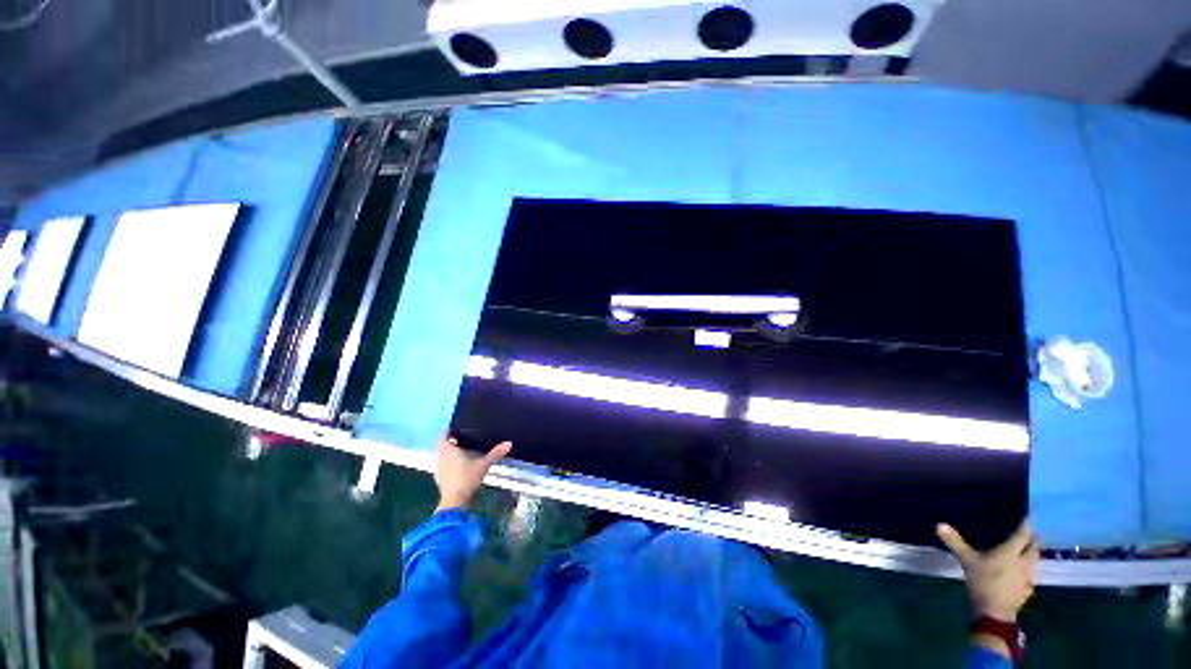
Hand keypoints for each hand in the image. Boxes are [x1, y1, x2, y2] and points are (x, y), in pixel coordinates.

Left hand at [434, 433, 510, 511]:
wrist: (454, 501)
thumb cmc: (466, 477)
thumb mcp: (483, 464)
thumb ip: (495, 453)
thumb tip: (509, 443)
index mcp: (448, 449)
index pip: (444, 435)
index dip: (449, 430)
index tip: (457, 426)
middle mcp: (441, 457)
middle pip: (444, 445)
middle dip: (452, 440)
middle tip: (465, 436)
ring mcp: (439, 469)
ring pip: (443, 455)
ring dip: (451, 452)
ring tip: (464, 449)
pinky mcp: (440, 478)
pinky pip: (444, 465)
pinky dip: (451, 462)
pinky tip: (460, 465)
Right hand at [937, 519, 1038, 622]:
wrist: (995, 612)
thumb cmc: (984, 581)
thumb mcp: (967, 561)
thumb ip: (956, 543)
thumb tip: (939, 524)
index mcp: (1011, 552)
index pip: (1023, 534)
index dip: (1026, 524)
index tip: (1029, 515)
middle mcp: (1024, 562)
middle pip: (1034, 548)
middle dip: (1033, 541)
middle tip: (1029, 535)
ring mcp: (1028, 577)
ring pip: (1035, 563)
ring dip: (1032, 556)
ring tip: (1025, 553)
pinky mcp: (1027, 590)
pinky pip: (1031, 577)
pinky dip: (1028, 572)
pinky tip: (1021, 575)